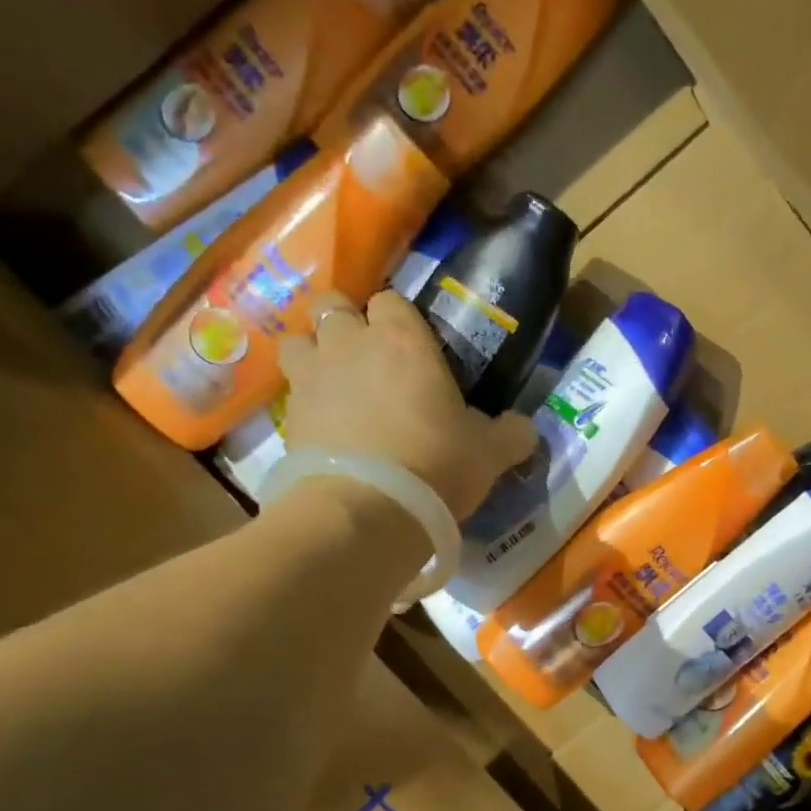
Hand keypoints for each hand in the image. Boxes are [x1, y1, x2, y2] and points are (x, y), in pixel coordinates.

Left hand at [278, 290, 537, 518]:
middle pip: (334, 306)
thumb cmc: (436, 465)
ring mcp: (312, 377)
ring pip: (298, 341)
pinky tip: (325, 425)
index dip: (400, 318)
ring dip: (315, 354)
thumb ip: (511, 433)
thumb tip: (522, 427)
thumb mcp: (491, 453)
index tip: (414, 345)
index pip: (392, 300)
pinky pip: (291, 391)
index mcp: (403, 339)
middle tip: (371, 358)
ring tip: (336, 384)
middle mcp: (350, 344)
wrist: (366, 510)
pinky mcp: (288, 415)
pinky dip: (306, 400)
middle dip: (348, 323)